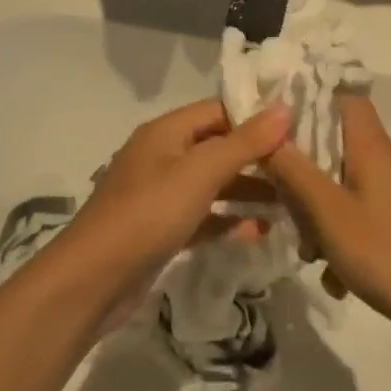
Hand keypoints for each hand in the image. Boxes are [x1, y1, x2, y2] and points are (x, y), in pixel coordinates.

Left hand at [55, 99, 290, 316]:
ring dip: (247, 191)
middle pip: (218, 147)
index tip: (296, 133)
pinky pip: (203, 216)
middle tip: (298, 172)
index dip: (256, 118)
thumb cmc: (148, 214)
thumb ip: (245, 142)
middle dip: (257, 158)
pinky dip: (228, 220)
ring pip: (213, 183)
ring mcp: (160, 194)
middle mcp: (163, 156)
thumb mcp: (201, 172)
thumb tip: (285, 108)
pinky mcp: (161, 229)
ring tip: (287, 205)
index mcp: (167, 131)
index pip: (219, 110)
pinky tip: (257, 232)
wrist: (91, 281)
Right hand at [264, 96, 390, 339]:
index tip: (278, 127)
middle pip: (340, 146)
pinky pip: (367, 212)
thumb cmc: (386, 253)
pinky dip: (347, 234)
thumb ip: (295, 171)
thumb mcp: (328, 213)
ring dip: (324, 213)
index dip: (312, 103)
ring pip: (350, 184)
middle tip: (285, 204)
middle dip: (308, 173)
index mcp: (375, 147)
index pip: (345, 99)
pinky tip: (339, 276)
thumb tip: (270, 133)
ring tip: (312, 254)